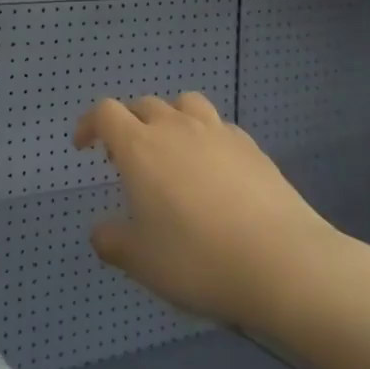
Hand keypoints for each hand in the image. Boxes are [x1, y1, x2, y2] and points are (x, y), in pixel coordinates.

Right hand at [76, 92, 347, 334]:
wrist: (284, 264)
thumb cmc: (198, 260)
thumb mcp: (142, 262)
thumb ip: (113, 243)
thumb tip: (101, 234)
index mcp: (139, 147)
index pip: (105, 113)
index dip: (90, 124)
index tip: (85, 147)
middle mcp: (175, 128)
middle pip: (144, 105)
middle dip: (129, 123)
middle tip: (128, 159)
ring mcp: (217, 134)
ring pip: (185, 104)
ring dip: (171, 119)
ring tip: (173, 151)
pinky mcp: (253, 149)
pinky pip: (220, 128)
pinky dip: (207, 138)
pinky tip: (215, 170)